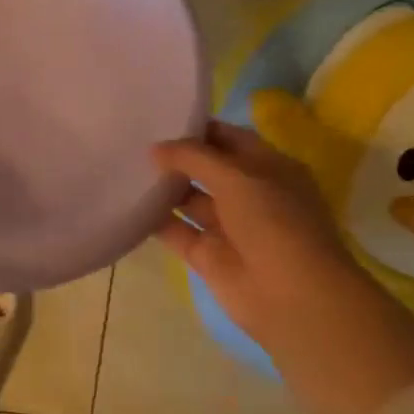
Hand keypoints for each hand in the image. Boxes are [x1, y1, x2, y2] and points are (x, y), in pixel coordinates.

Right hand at [151, 121, 413, 413]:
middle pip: (204, 169)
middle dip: (173, 157)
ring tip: (120, 167)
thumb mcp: (237, 178)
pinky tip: (124, 203)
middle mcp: (248, 194)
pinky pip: (174, 230)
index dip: (196, 128)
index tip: (157, 116)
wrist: (292, 298)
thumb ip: (194, 157)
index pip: (228, 139)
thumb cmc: (275, 224)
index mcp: (268, 169)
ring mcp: (227, 226)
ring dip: (161, 187)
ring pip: (187, 199)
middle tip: (130, 140)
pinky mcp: (206, 255)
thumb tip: (156, 148)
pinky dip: (152, 220)